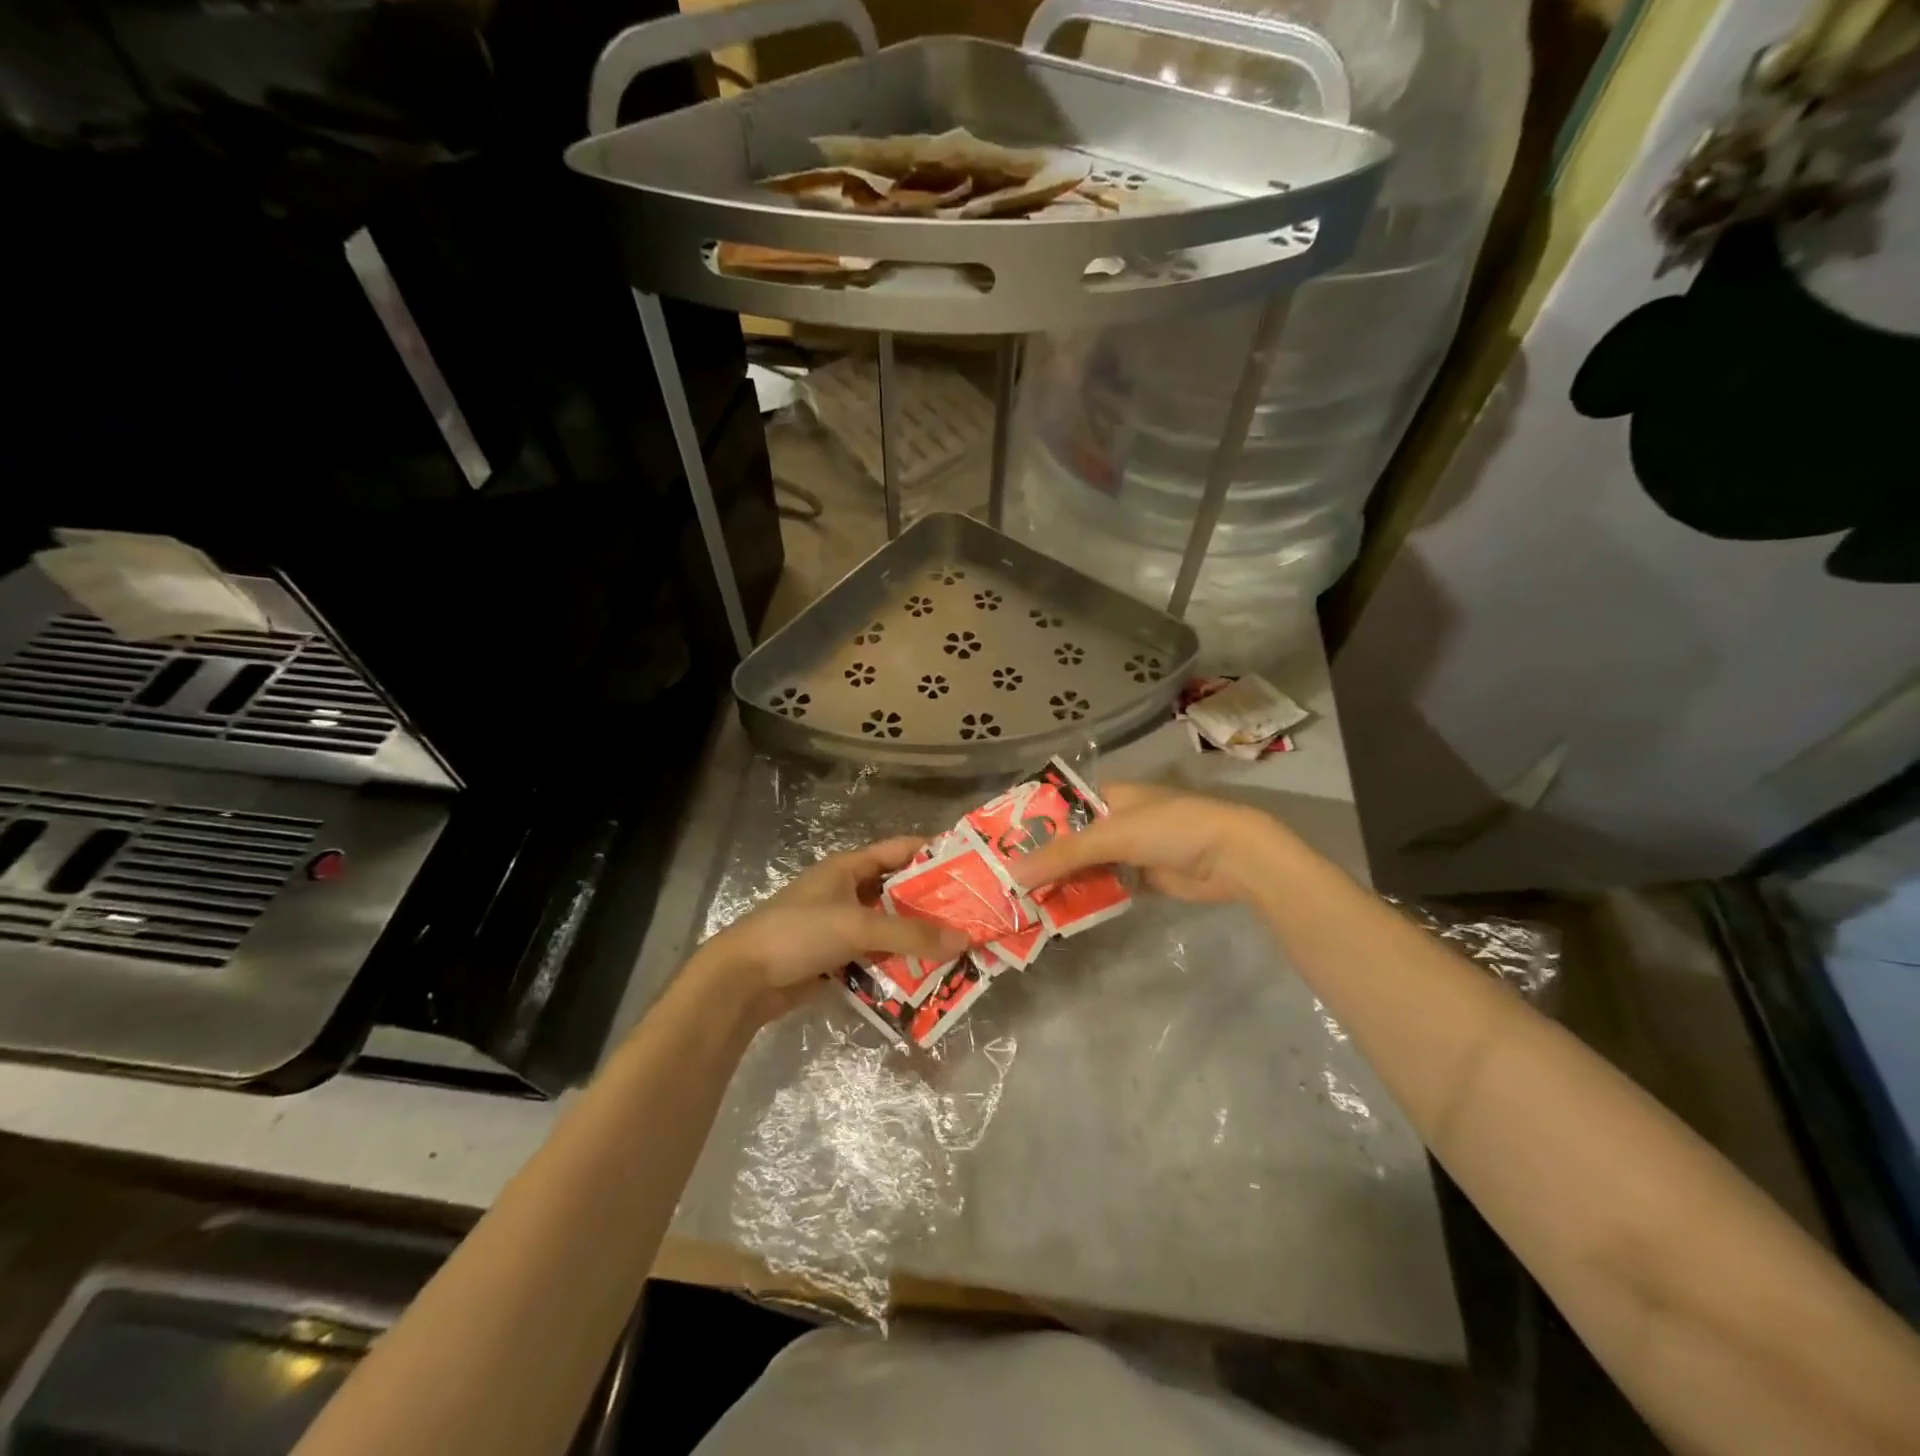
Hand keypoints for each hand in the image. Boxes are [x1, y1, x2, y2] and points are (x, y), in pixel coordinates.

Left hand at [699, 837, 968, 1017]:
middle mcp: (848, 891)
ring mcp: (841, 926)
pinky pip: (875, 957)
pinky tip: (926, 977)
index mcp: (849, 868)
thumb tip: (963, 940)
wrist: (742, 980)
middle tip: (973, 917)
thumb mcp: (857, 926)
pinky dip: (897, 965)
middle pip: (898, 893)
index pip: (899, 850)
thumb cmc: (799, 933)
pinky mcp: (835, 958)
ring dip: (917, 939)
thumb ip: (910, 933)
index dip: (933, 854)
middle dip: (932, 905)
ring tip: (958, 951)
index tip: (971, 866)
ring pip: (889, 928)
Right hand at [1012, 782, 1270, 903]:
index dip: (1032, 824)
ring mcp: (1130, 851)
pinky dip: (1086, 897)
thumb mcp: (1113, 836)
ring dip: (1063, 882)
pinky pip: (1105, 887)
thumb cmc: (1171, 829)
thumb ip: (1064, 854)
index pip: (1061, 806)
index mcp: (1109, 796)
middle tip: (1006, 882)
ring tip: (1023, 901)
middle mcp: (1116, 820)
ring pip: (1086, 866)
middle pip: (1071, 840)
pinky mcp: (1142, 878)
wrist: (1232, 857)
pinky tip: (1058, 912)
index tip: (1000, 845)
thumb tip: (1013, 874)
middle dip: (1044, 860)